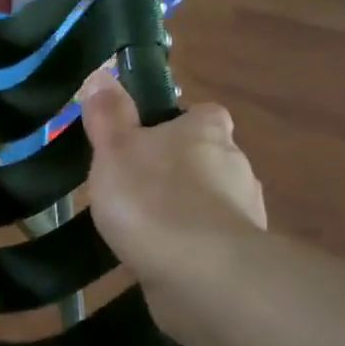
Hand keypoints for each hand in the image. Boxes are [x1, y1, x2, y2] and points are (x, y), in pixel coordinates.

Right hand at [79, 70, 265, 345]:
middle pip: (209, 159)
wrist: (199, 272)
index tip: (150, 141)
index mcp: (208, 132)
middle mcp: (236, 165)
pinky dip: (193, 248)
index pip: (204, 115)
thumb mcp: (115, 149)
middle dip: (181, 171)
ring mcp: (244, 213)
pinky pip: (213, 243)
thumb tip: (100, 73)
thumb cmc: (152, 198)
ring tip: (145, 230)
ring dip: (188, 211)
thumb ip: (108, 114)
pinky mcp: (240, 256)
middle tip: (137, 188)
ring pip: (213, 202)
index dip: (180, 124)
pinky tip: (162, 262)